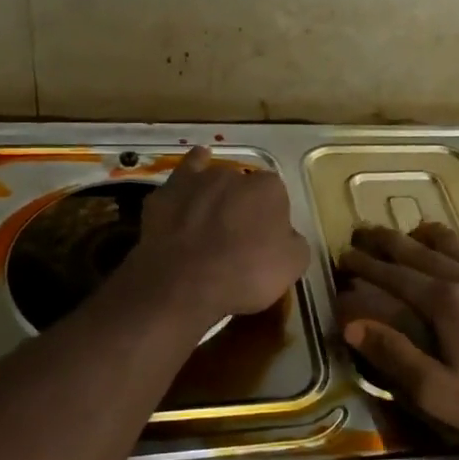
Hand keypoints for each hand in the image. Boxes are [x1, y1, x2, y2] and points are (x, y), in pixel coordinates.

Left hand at [127, 147, 308, 321]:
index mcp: (268, 189)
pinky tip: (188, 185)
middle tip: (237, 236)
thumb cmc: (245, 274)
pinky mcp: (165, 194)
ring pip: (211, 180)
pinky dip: (187, 180)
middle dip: (242, 204)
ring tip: (210, 222)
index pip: (276, 195)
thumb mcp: (292, 265)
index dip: (271, 216)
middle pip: (242, 186)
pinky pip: (181, 178)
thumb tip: (285, 235)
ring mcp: (196, 181)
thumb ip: (293, 240)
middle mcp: (233, 175)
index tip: (265, 239)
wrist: (184, 284)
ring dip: (214, 196)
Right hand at [337, 223, 458, 452]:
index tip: (344, 255)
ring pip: (456, 246)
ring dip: (426, 237)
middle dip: (388, 242)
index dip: (366, 265)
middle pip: (421, 252)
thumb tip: (352, 325)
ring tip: (411, 230)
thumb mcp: (437, 392)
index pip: (395, 275)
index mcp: (446, 303)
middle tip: (363, 231)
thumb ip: (394, 355)